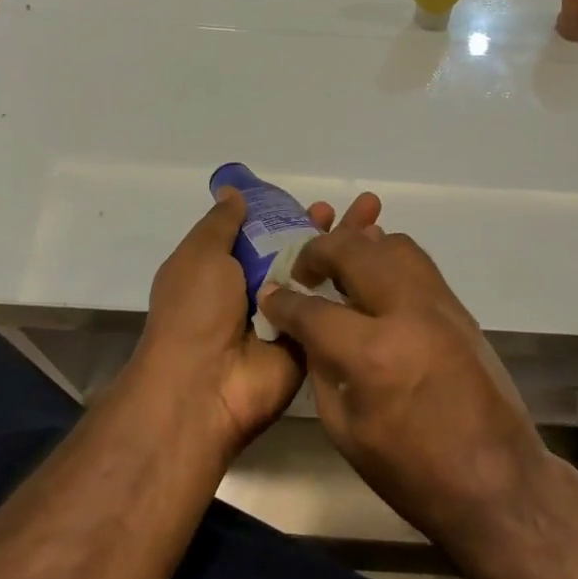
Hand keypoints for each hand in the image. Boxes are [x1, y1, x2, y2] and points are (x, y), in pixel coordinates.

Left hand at [133, 187, 380, 459]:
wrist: (205, 386)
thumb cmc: (195, 312)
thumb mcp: (200, 255)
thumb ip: (221, 223)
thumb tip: (233, 192)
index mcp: (226, 268)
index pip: (267, 233)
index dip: (292, 215)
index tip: (319, 202)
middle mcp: (258, 290)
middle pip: (301, 251)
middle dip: (330, 230)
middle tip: (366, 207)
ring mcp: (287, 317)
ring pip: (322, 277)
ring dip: (349, 252)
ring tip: (379, 227)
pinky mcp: (310, 340)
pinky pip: (333, 309)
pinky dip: (355, 287)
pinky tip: (382, 264)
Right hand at [257, 220, 547, 545]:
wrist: (498, 481)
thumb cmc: (414, 472)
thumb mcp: (346, 431)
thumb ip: (322, 370)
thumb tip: (307, 332)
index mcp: (372, 354)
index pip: (314, 309)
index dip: (284, 301)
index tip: (271, 295)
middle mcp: (407, 313)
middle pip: (355, 251)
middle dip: (319, 252)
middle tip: (304, 270)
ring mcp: (440, 304)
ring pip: (393, 244)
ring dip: (359, 247)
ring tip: (342, 268)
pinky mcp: (460, 307)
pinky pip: (418, 263)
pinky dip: (389, 259)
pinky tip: (376, 281)